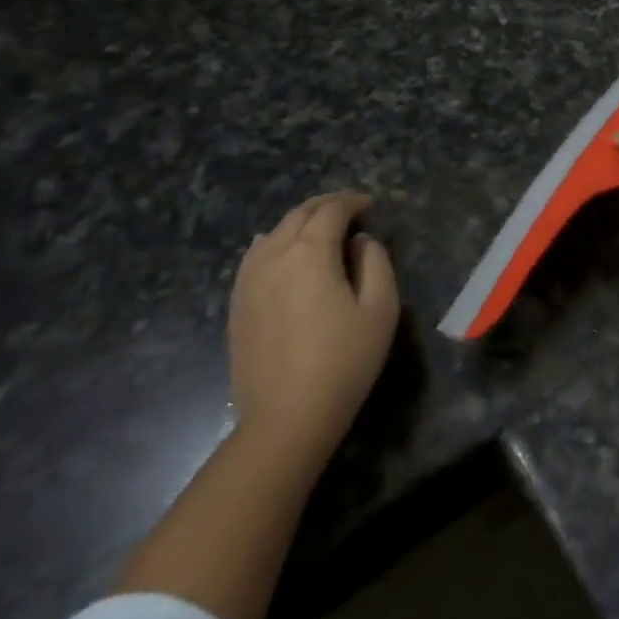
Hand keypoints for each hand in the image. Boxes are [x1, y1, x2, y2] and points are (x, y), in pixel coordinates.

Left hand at [228, 192, 398, 454]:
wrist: (286, 417)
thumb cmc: (344, 360)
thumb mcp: (380, 308)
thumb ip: (376, 262)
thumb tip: (360, 242)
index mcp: (310, 252)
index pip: (331, 211)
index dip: (352, 201)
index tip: (370, 203)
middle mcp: (274, 256)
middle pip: (298, 215)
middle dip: (325, 206)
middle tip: (349, 208)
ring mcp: (248, 280)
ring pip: (273, 233)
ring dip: (299, 222)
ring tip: (319, 230)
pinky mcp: (237, 304)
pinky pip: (254, 257)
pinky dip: (275, 244)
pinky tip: (283, 255)